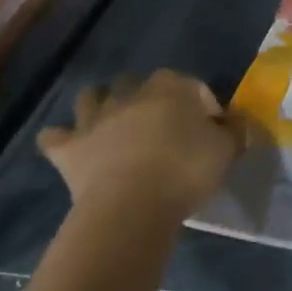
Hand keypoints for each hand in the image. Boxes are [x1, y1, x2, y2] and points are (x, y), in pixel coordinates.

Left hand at [37, 71, 243, 220]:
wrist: (132, 205)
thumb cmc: (185, 171)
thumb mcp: (226, 151)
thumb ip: (234, 132)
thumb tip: (236, 123)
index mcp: (173, 88)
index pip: (193, 86)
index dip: (204, 105)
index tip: (212, 129)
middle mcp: (131, 94)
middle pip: (139, 84)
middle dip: (148, 98)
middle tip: (162, 128)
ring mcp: (95, 118)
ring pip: (92, 97)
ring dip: (101, 106)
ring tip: (114, 127)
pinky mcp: (69, 148)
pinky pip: (55, 137)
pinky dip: (62, 140)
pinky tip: (72, 149)